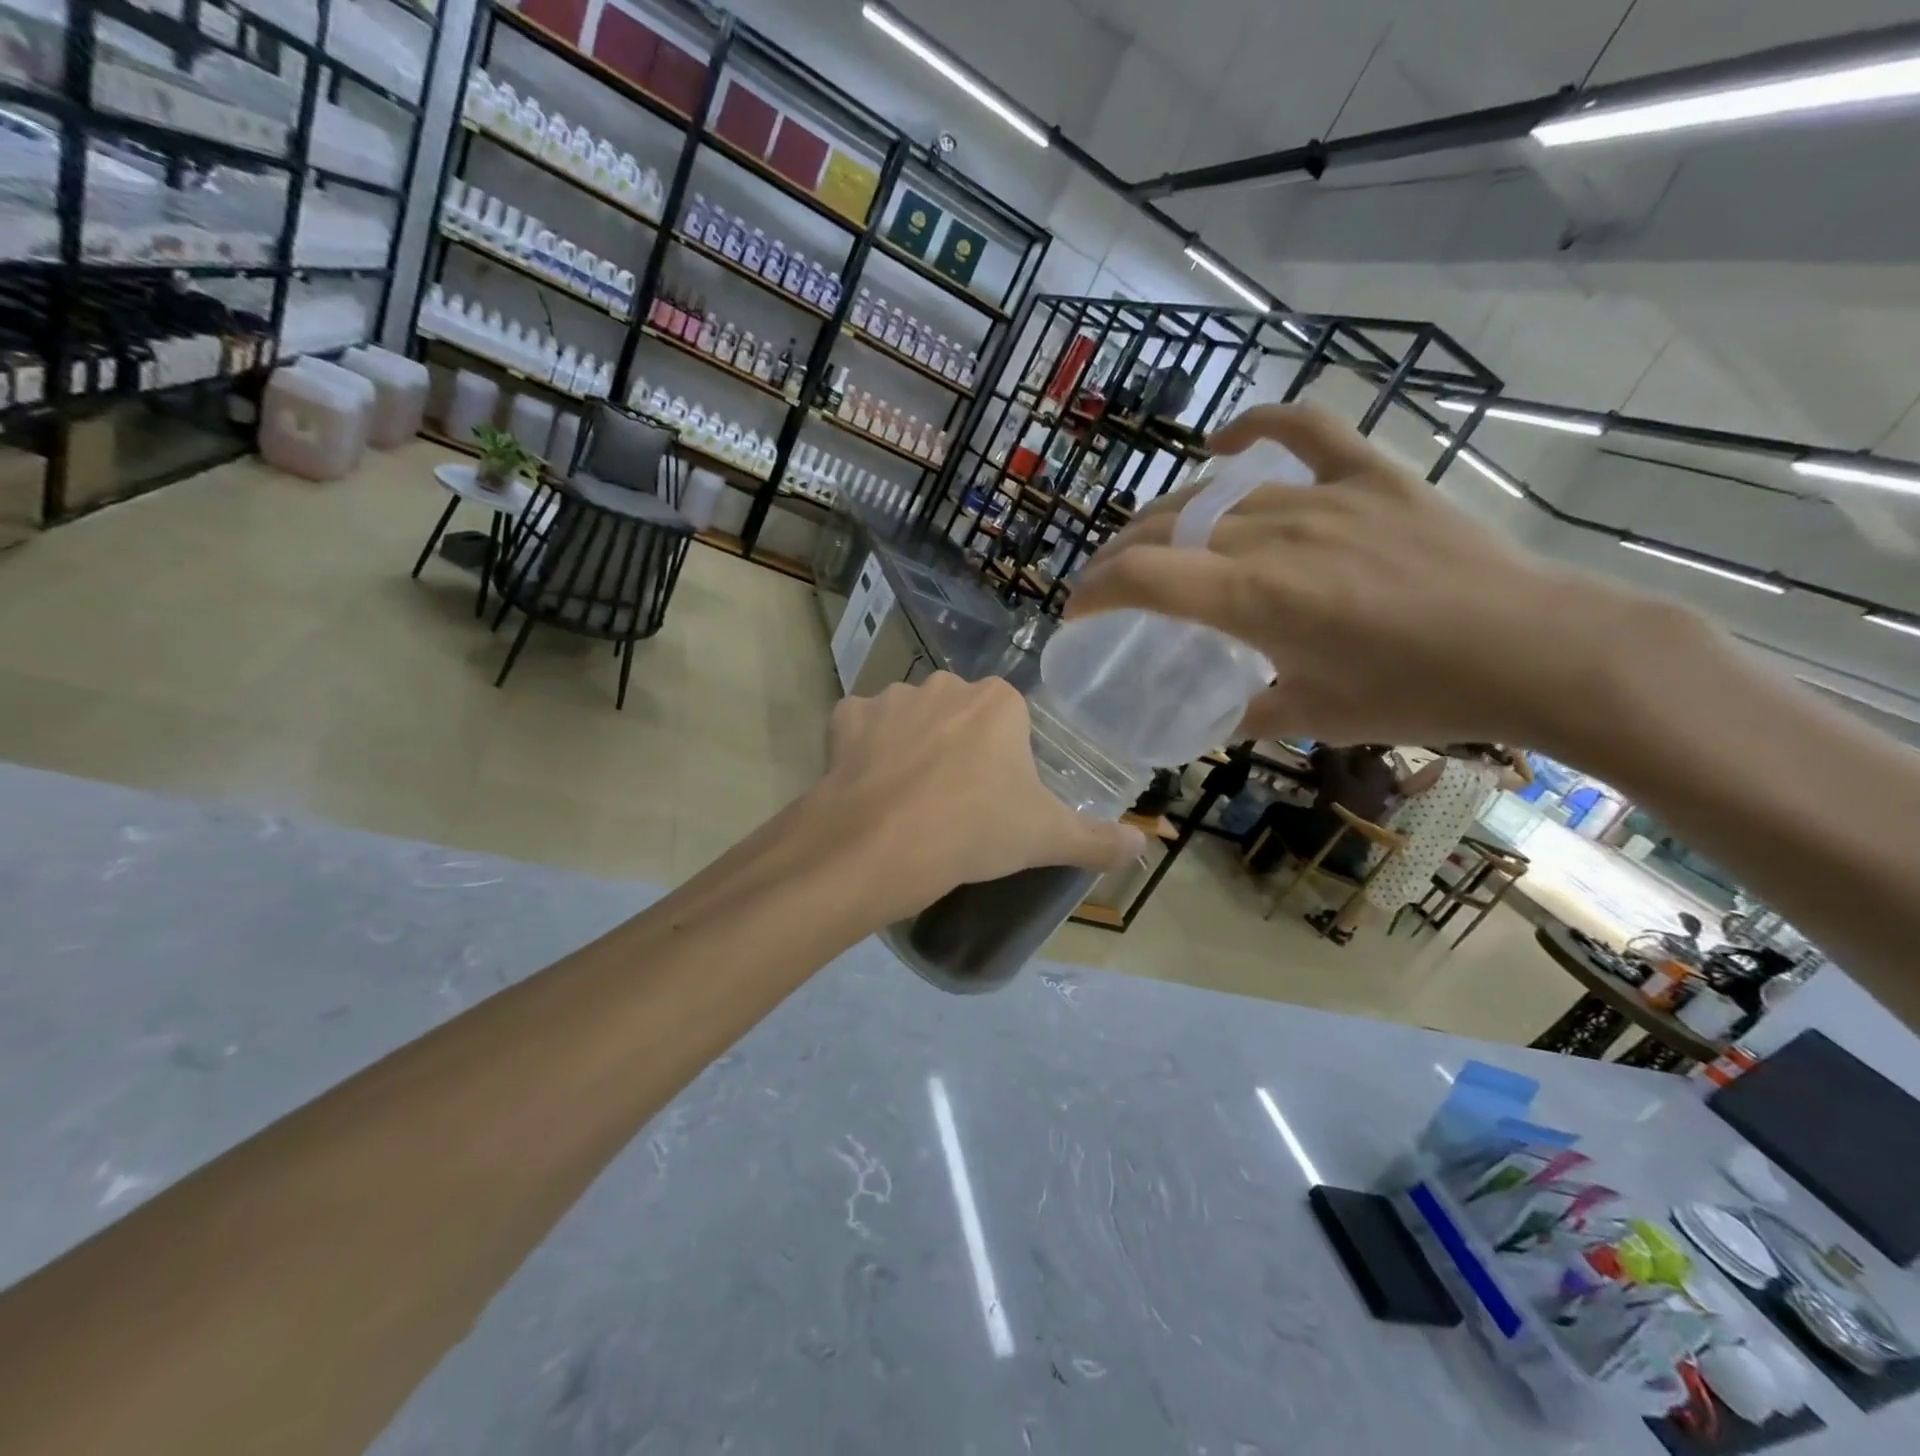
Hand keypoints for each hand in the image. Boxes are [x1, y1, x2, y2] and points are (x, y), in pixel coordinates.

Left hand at [810, 673, 1145, 917]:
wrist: (880, 846)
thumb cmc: (975, 831)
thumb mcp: (1046, 838)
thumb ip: (1098, 839)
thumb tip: (1142, 844)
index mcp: (998, 702)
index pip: (1010, 723)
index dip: (1004, 762)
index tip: (996, 800)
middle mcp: (945, 686)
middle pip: (960, 716)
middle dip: (959, 748)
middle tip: (955, 803)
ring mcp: (890, 698)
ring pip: (910, 720)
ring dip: (911, 747)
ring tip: (909, 800)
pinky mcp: (845, 718)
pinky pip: (861, 729)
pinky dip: (863, 751)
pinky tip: (868, 786)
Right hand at [1066, 402, 1683, 753]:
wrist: (1537, 651)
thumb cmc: (1418, 694)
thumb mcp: (1316, 717)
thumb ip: (1250, 714)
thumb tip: (1215, 718)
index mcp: (1253, 598)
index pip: (1140, 577)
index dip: (1093, 590)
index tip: (1076, 612)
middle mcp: (1273, 536)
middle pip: (1164, 528)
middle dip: (1117, 557)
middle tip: (1107, 585)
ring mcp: (1323, 497)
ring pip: (1215, 495)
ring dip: (1168, 518)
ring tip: (1155, 541)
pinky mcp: (1371, 477)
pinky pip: (1302, 431)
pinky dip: (1256, 428)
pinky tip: (1224, 444)